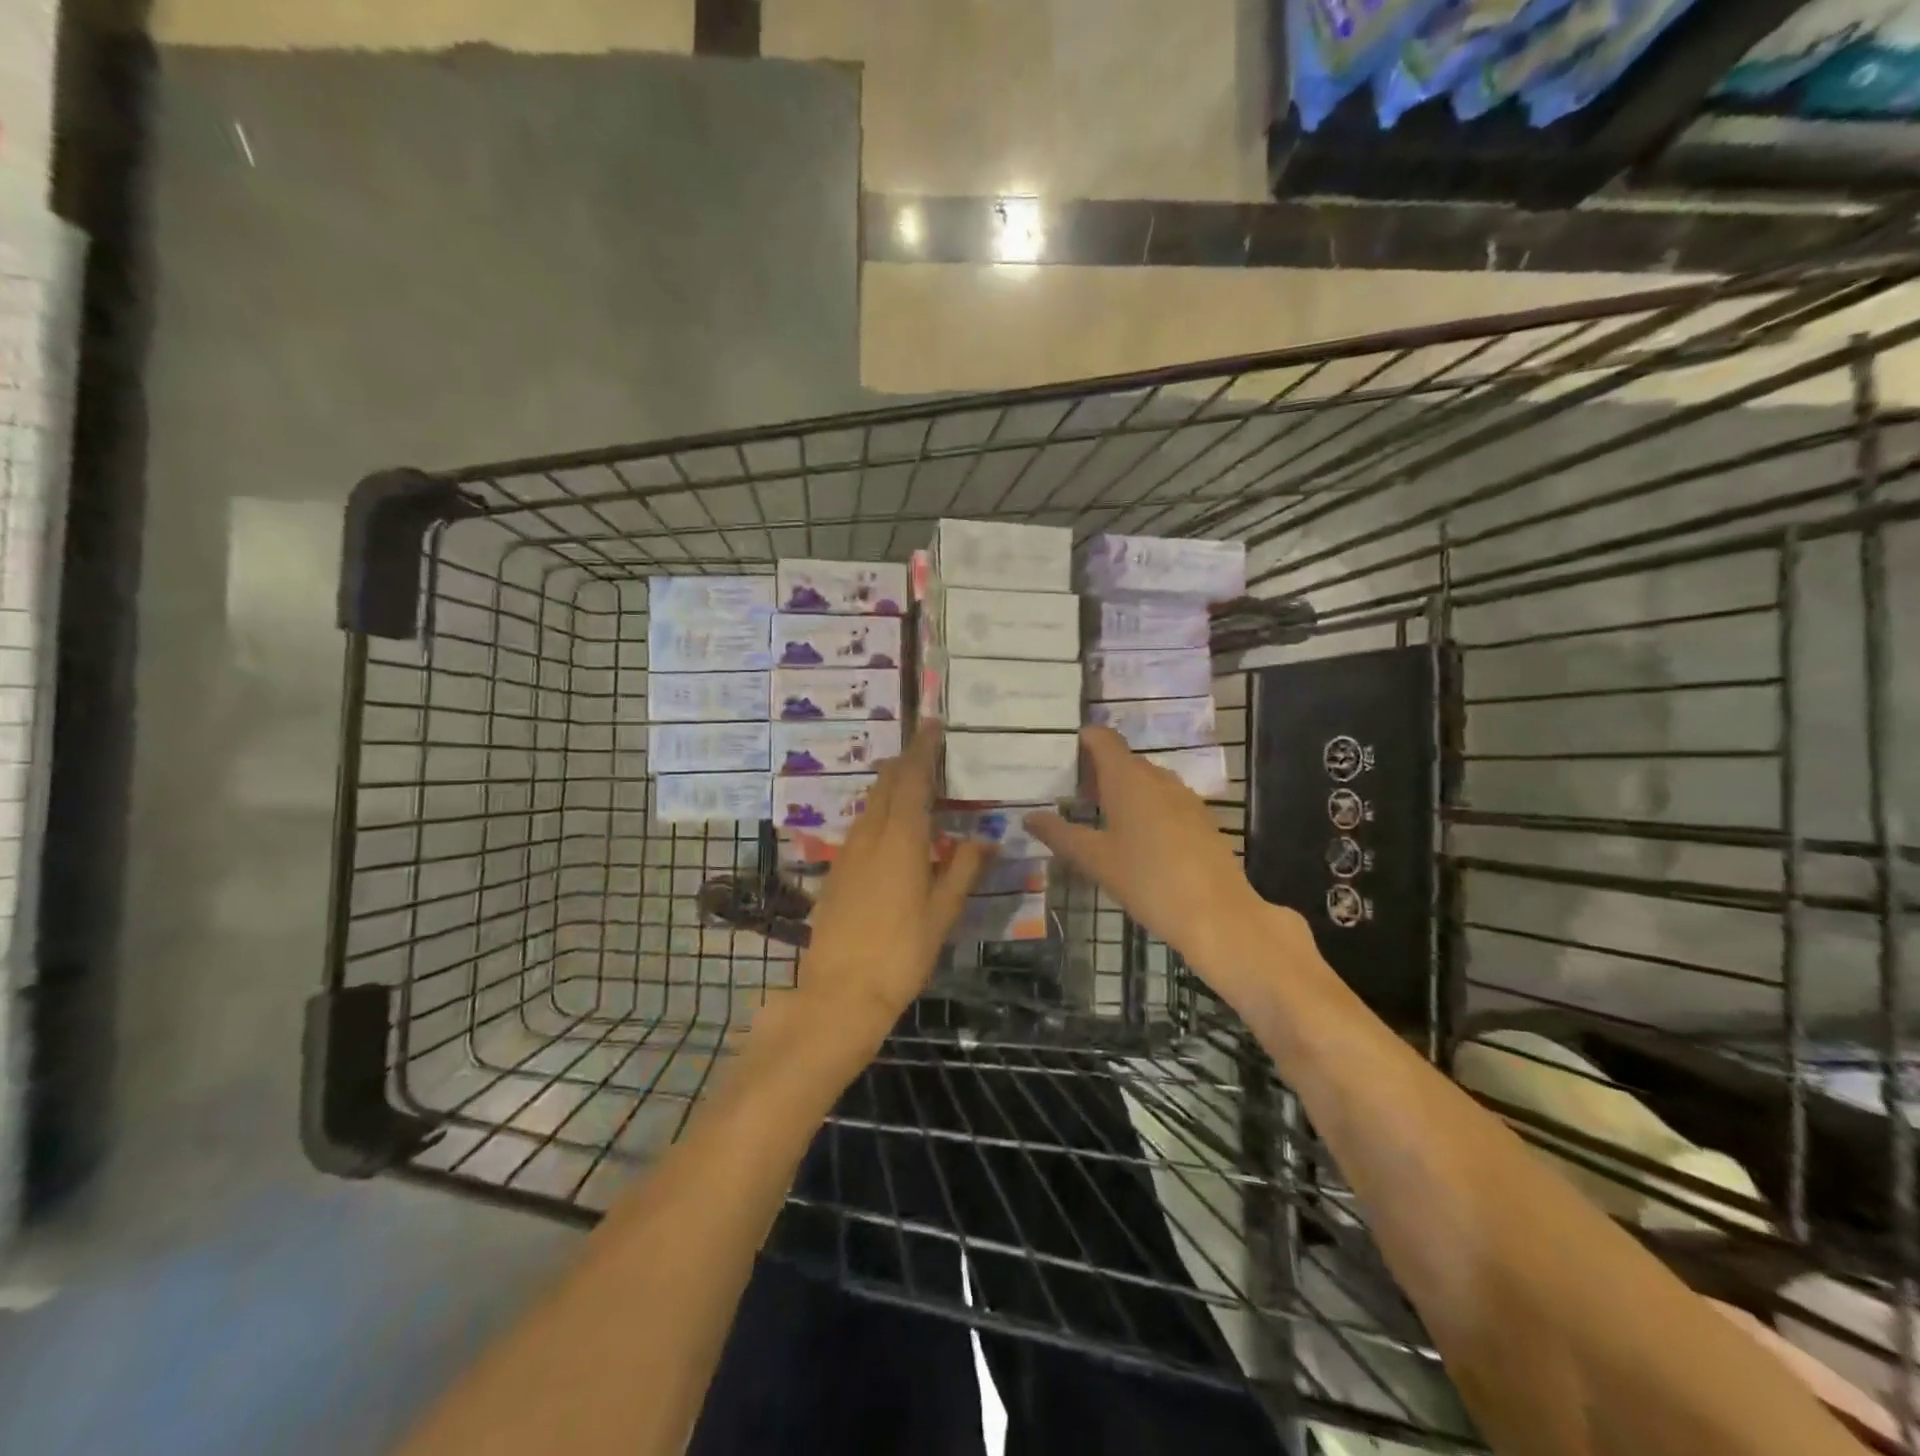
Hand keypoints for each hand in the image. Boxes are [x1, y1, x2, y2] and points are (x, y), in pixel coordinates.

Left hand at [797, 722, 992, 1045]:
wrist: (840, 992)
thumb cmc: (901, 953)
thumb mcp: (942, 913)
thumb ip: (964, 869)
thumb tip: (986, 837)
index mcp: (901, 840)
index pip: (913, 780)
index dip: (923, 750)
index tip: (932, 725)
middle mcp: (870, 836)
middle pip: (886, 784)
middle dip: (905, 761)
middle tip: (925, 747)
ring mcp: (848, 852)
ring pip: (870, 803)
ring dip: (890, 784)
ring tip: (910, 780)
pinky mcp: (836, 871)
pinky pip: (860, 825)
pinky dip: (878, 810)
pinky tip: (889, 826)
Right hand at [1025, 726, 1285, 976]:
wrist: (1217, 914)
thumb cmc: (1147, 879)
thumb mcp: (1095, 859)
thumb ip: (1059, 834)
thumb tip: (1029, 817)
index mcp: (1128, 778)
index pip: (1103, 739)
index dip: (1083, 740)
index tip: (1063, 756)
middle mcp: (1158, 778)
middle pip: (1123, 760)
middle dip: (1098, 772)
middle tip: (1072, 797)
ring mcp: (1185, 798)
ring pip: (1146, 782)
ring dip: (1122, 792)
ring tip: (1100, 821)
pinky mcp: (1201, 820)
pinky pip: (1165, 802)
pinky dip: (1145, 809)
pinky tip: (1136, 842)